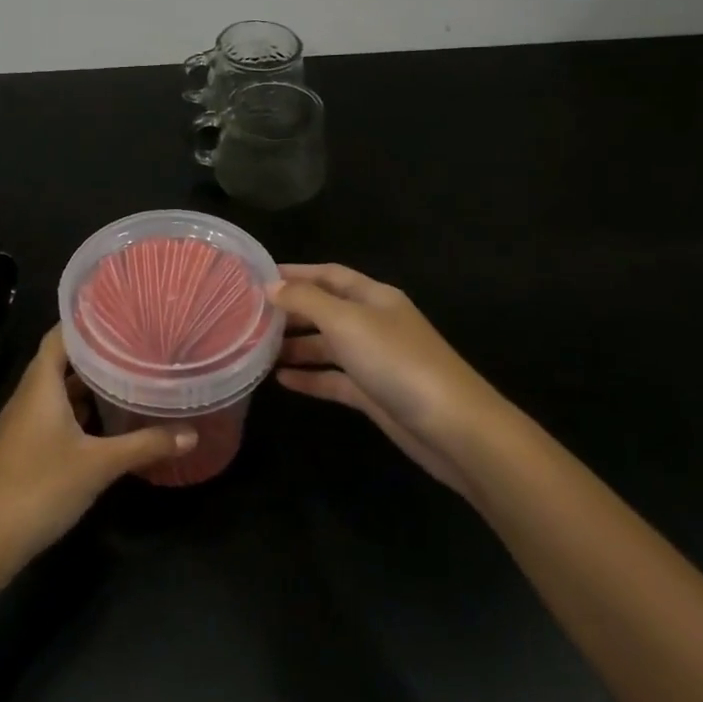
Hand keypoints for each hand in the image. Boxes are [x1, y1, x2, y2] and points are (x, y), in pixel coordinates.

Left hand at [0, 327, 196, 564]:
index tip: (120, 312)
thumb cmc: (40, 486)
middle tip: (135, 344)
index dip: (87, 321)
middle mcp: (29, 394)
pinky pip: (54, 413)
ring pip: (58, 390)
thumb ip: (145, 445)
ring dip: (88, 384)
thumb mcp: (99, 465)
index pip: (60, 335)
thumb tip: (191, 433)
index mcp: (41, 384)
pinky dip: (78, 409)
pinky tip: (105, 421)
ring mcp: (23, 422)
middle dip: (95, 353)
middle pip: (61, 360)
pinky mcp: (24, 446)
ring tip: (127, 375)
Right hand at [274, 264, 505, 495]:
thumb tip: (271, 286)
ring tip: (256, 350)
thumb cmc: (397, 362)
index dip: (296, 273)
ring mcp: (375, 360)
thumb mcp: (347, 322)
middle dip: (291, 311)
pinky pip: (334, 379)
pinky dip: (310, 378)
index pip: (329, 275)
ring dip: (295, 346)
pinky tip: (281, 380)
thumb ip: (306, 301)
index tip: (258, 277)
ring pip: (327, 346)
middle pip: (326, 309)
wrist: (453, 428)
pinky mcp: (374, 394)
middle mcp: (374, 323)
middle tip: (249, 317)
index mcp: (374, 297)